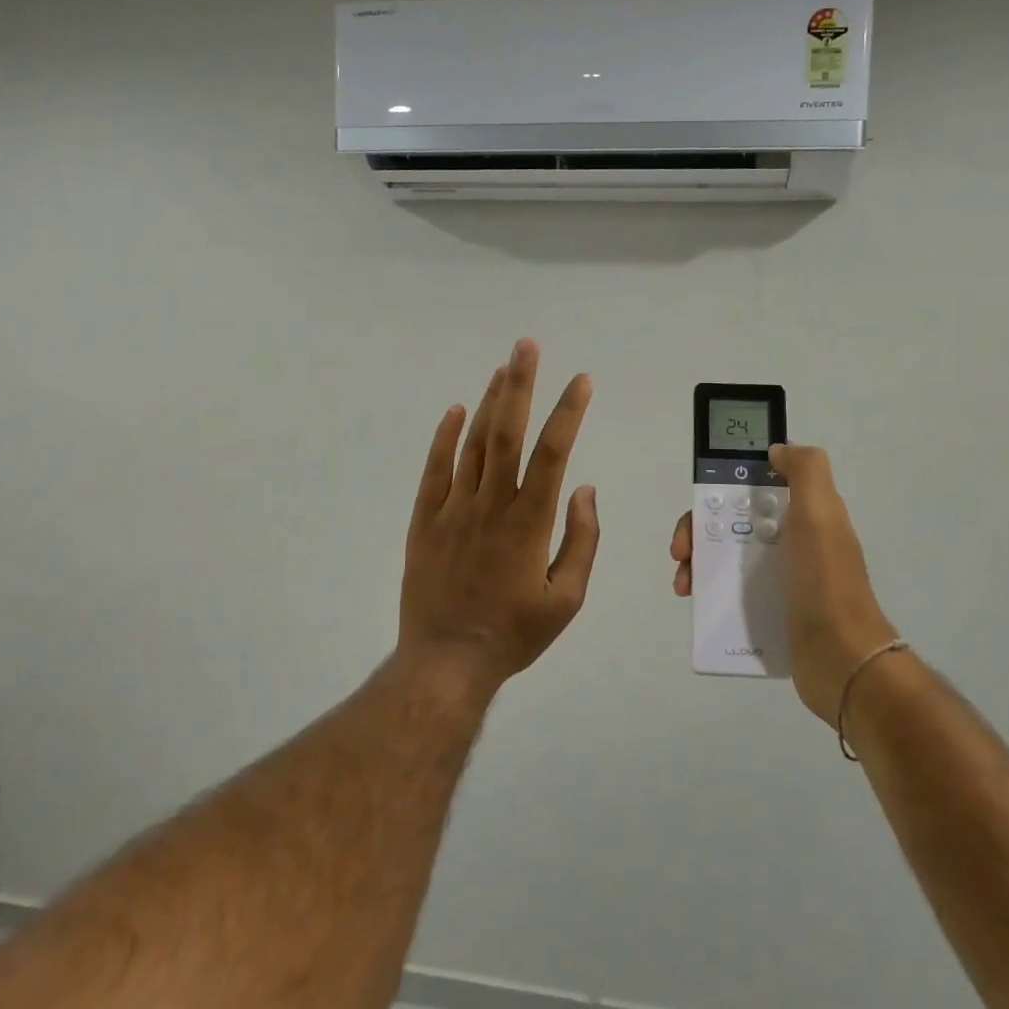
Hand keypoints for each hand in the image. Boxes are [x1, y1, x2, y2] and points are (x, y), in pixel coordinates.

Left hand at [400, 339, 599, 691]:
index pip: (553, 452)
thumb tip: (584, 489)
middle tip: (526, 346)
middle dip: (520, 385)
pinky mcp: (424, 521)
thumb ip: (582, 541)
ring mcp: (452, 510)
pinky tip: (455, 411)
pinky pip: (434, 470)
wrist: (446, 661)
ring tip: (502, 368)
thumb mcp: (566, 599)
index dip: (568, 412)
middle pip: (507, 432)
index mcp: (529, 522)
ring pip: (473, 444)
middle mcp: (490, 505)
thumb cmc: (514, 634)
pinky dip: (444, 438)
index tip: (582, 381)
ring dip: (489, 403)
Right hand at [671, 444, 898, 724]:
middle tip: (681, 551)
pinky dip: (709, 592)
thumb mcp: (821, 512)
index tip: (703, 499)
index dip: (726, 486)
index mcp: (805, 514)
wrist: (841, 659)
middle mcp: (793, 542)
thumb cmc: (825, 581)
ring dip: (699, 562)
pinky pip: (731, 592)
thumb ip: (805, 470)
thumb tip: (778, 450)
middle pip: (733, 521)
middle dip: (700, 529)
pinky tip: (695, 601)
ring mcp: (782, 578)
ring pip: (728, 557)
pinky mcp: (771, 611)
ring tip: (684, 584)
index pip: (756, 487)